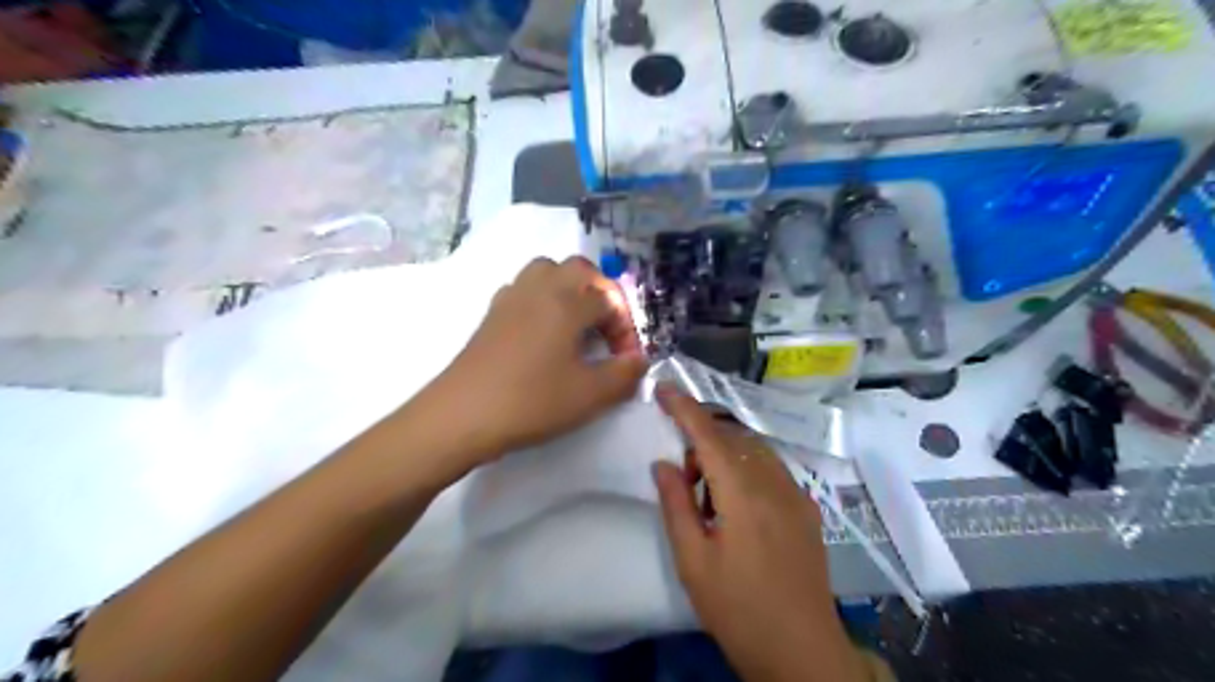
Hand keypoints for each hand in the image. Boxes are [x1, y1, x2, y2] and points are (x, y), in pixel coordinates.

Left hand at [418, 256, 643, 469]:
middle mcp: (539, 289)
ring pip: (547, 271)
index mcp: (566, 302)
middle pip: (578, 269)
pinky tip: (543, 333)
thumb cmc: (532, 401)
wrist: (462, 415)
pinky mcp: (491, 314)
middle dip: (601, 293)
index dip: (625, 328)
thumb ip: (624, 374)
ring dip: (569, 290)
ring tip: (577, 324)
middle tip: (606, 328)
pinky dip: (542, 299)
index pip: (609, 299)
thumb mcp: (590, 395)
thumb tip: (638, 361)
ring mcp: (510, 298)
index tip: (626, 360)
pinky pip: (524, 289)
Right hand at [656, 385, 861, 679]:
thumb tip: (663, 463)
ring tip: (709, 497)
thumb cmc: (738, 609)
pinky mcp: (807, 508)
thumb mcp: (693, 561)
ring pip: (754, 450)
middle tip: (685, 478)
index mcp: (743, 495)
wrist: (802, 650)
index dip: (684, 408)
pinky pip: (771, 468)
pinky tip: (737, 505)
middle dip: (703, 440)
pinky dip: (747, 468)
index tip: (663, 388)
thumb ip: (676, 505)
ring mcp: (797, 494)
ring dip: (726, 454)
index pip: (709, 435)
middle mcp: (775, 483)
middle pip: (733, 437)